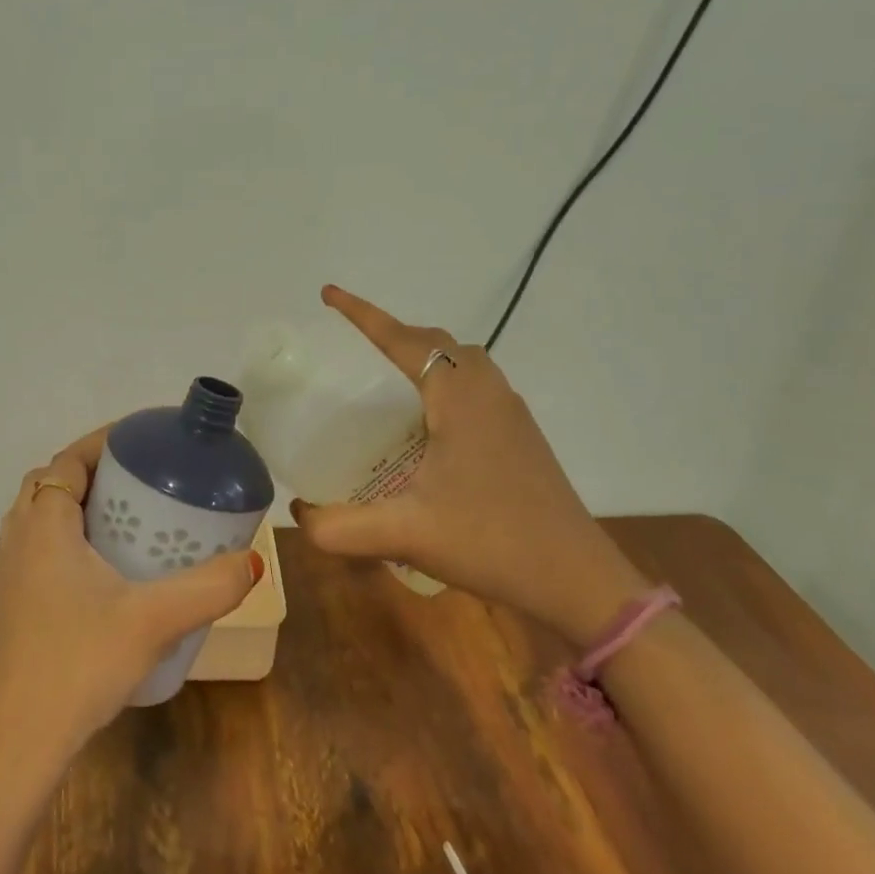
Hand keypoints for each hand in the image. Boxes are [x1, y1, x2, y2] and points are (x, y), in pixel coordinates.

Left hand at [0, 425, 262, 776]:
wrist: (20, 740)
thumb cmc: (80, 664)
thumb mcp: (154, 621)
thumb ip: (209, 588)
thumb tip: (253, 562)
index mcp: (45, 526)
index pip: (68, 461)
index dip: (103, 442)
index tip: (144, 441)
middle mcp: (20, 539)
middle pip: (52, 482)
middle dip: (93, 470)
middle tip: (141, 478)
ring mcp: (12, 573)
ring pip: (42, 515)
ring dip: (79, 503)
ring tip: (129, 515)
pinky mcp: (15, 602)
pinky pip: (41, 546)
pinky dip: (70, 536)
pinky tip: (108, 568)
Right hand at [290, 285, 650, 643]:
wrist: (575, 579)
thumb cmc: (490, 542)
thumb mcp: (404, 534)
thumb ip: (339, 527)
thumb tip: (299, 514)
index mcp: (459, 399)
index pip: (403, 340)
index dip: (363, 315)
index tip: (329, 294)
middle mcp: (488, 394)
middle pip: (437, 342)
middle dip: (394, 332)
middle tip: (355, 345)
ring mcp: (511, 415)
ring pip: (463, 362)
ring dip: (425, 355)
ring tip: (388, 378)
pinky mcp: (522, 438)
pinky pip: (477, 386)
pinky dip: (446, 382)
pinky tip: (429, 423)